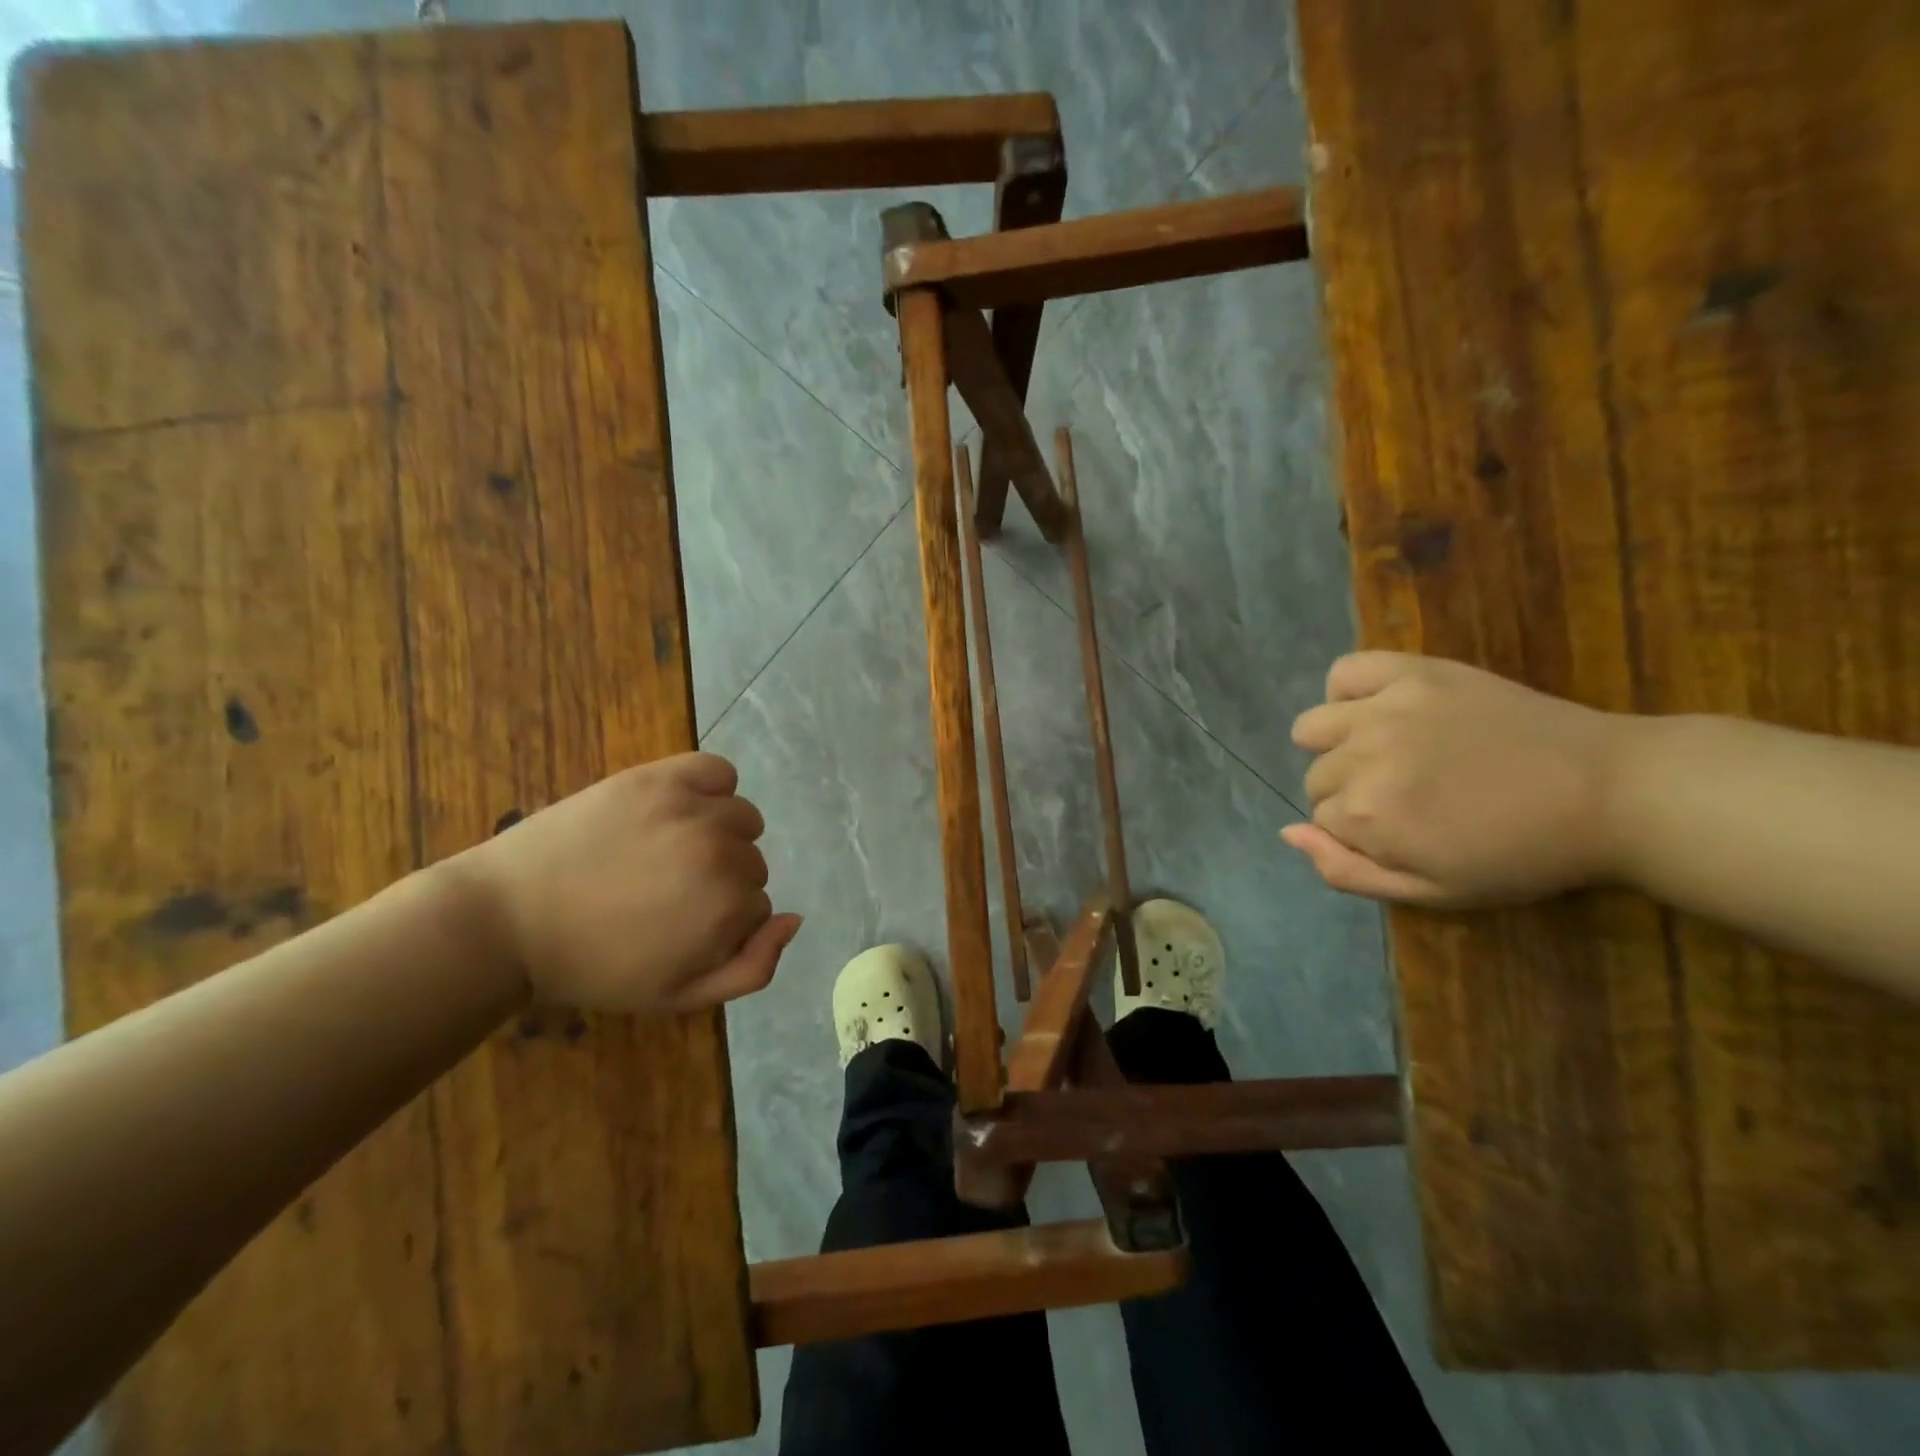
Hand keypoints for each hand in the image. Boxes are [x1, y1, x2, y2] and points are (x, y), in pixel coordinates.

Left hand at [456, 753, 800, 1011]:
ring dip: (719, 835)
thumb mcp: (679, 995)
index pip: (759, 907)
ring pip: (743, 819)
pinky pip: (719, 771)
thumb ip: (752, 968)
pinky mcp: (660, 777)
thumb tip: (795, 918)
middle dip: (721, 881)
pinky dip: (711, 787)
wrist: (508, 920)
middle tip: (665, 893)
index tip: (679, 928)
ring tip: (666, 852)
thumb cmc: (594, 966)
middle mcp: (720, 852)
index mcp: (727, 907)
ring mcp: (691, 809)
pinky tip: (680, 808)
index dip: (722, 923)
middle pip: (753, 863)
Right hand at [1283, 652, 1633, 906]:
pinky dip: (1348, 692)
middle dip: (1350, 791)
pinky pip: (1345, 671)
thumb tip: (1287, 831)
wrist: (1609, 792)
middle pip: (1317, 776)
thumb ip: (1347, 870)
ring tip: (1384, 752)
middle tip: (1407, 796)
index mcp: (1368, 814)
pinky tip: (1378, 710)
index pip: (1321, 819)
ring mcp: (1386, 708)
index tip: (1402, 832)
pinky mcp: (1414, 673)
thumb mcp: (1433, 890)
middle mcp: (1363, 756)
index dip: (1357, 831)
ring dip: (1337, 745)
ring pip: (1313, 727)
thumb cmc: (1520, 854)